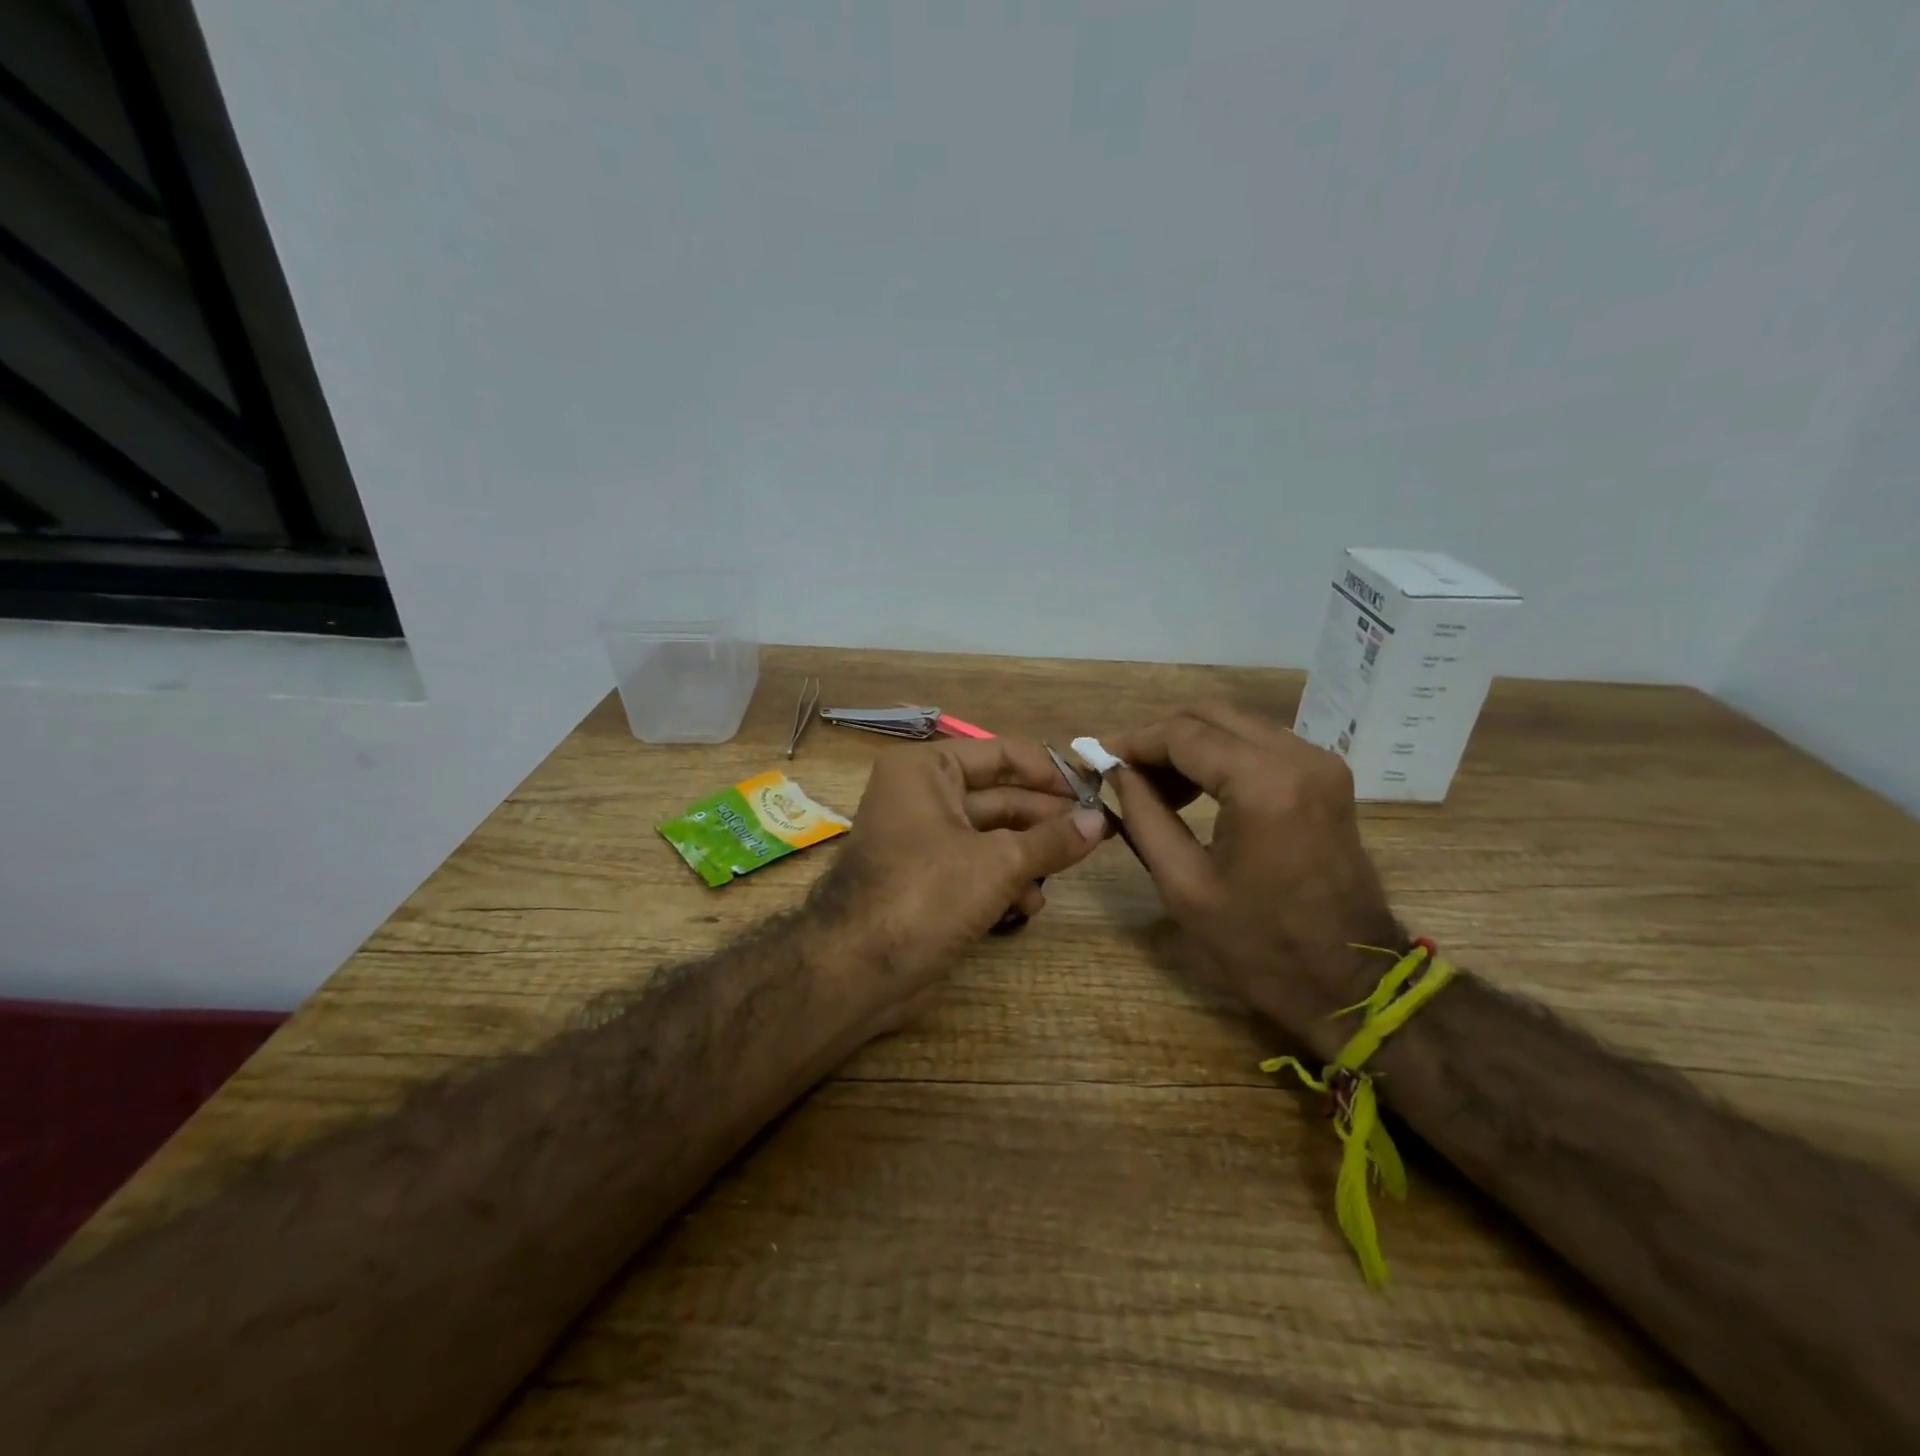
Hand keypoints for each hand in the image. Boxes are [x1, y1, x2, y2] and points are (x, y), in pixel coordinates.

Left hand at [810, 737, 1108, 1035]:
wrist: (857, 970)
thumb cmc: (926, 894)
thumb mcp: (998, 862)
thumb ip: (1052, 839)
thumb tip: (1099, 820)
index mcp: (927, 769)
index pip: (1001, 754)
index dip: (1050, 771)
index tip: (1095, 789)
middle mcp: (921, 795)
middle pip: (1000, 796)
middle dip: (1045, 819)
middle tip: (1097, 832)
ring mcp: (923, 839)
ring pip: (991, 836)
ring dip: (1029, 856)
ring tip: (1064, 873)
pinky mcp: (926, 879)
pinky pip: (976, 867)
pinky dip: (1004, 882)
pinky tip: (1030, 905)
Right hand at [1103, 703, 1400, 1059]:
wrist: (1350, 982)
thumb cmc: (1260, 945)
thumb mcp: (1183, 884)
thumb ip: (1144, 816)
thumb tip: (1118, 772)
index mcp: (1264, 784)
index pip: (1183, 734)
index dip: (1134, 741)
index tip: (1097, 756)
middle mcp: (1298, 757)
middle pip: (1211, 715)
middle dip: (1160, 737)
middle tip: (1124, 772)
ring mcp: (1320, 763)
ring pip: (1236, 724)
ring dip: (1190, 744)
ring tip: (1154, 787)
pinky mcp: (1327, 777)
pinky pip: (1260, 743)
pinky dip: (1221, 755)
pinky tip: (1196, 790)